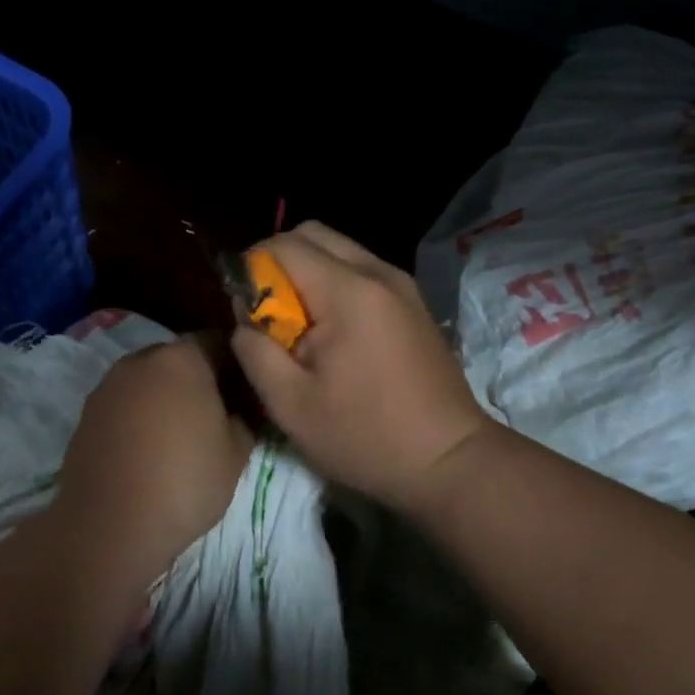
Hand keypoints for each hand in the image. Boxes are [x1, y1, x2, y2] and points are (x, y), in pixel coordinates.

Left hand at [50, 335, 254, 585]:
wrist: (108, 526)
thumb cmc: (184, 482)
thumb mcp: (236, 453)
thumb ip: (244, 418)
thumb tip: (238, 409)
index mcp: (182, 359)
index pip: (218, 342)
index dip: (236, 364)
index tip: (245, 392)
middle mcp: (142, 360)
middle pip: (179, 358)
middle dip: (199, 378)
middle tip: (216, 414)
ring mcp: (109, 385)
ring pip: (149, 380)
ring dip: (166, 396)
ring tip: (180, 435)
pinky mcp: (87, 413)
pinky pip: (125, 403)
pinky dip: (139, 415)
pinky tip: (148, 449)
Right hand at [229, 221, 493, 513]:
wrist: (450, 460)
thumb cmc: (366, 437)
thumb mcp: (291, 405)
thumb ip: (254, 351)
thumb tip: (244, 318)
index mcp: (348, 291)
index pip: (284, 245)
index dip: (252, 268)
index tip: (245, 309)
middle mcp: (378, 272)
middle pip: (313, 234)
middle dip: (278, 261)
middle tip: (267, 312)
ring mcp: (401, 284)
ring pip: (338, 249)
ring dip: (308, 272)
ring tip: (299, 325)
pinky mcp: (412, 301)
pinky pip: (360, 270)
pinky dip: (334, 283)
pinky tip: (332, 332)